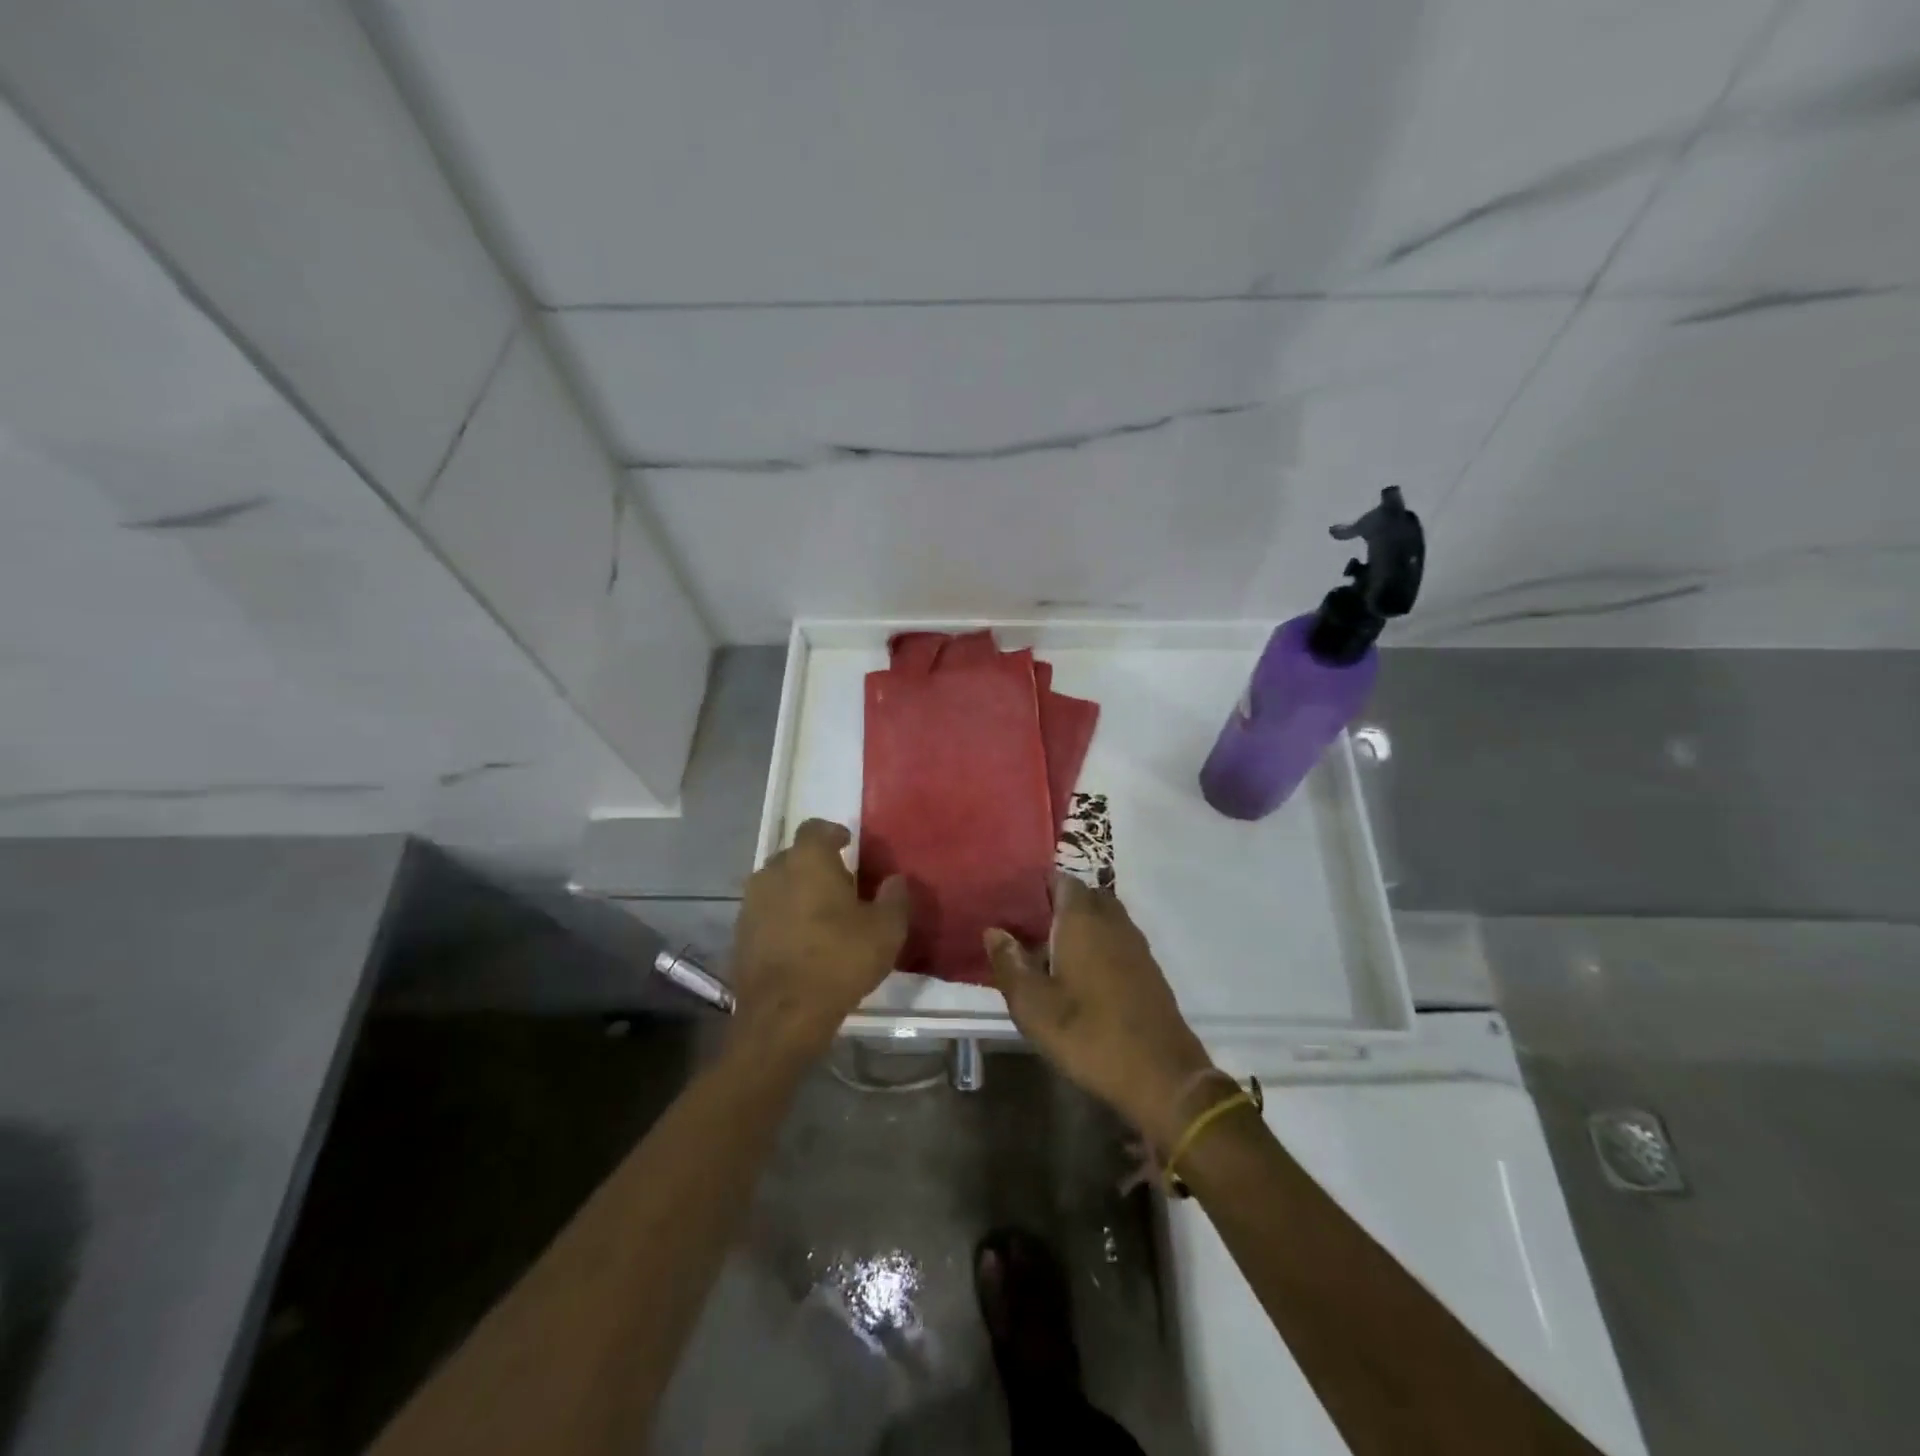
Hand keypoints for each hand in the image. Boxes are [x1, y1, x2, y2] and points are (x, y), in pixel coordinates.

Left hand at [730, 818, 908, 1061]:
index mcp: (807, 860)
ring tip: (820, 914)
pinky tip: (799, 940)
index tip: (847, 844)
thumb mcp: (886, 930)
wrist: (784, 1015)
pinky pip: (765, 913)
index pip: (815, 828)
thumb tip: (896, 880)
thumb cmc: (839, 960)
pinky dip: (781, 917)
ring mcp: (750, 904)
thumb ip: (895, 898)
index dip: (832, 832)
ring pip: (776, 885)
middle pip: (794, 856)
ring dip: (796, 891)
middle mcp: (772, 872)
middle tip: (840, 884)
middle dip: (815, 864)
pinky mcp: (739, 935)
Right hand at [984, 876, 1215, 1149]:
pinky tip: (1079, 975)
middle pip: (1082, 896)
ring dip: (1078, 926)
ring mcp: (1135, 943)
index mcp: (1082, 918)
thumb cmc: (1088, 1034)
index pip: (1060, 880)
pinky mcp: (1147, 968)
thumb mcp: (1033, 1006)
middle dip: (1056, 905)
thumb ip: (1010, 964)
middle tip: (1027, 928)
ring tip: (1048, 952)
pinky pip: (1116, 940)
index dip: (1036, 885)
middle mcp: (1112, 920)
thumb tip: (994, 932)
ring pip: (1101, 918)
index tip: (1013, 901)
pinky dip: (1097, 945)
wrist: (1161, 1075)